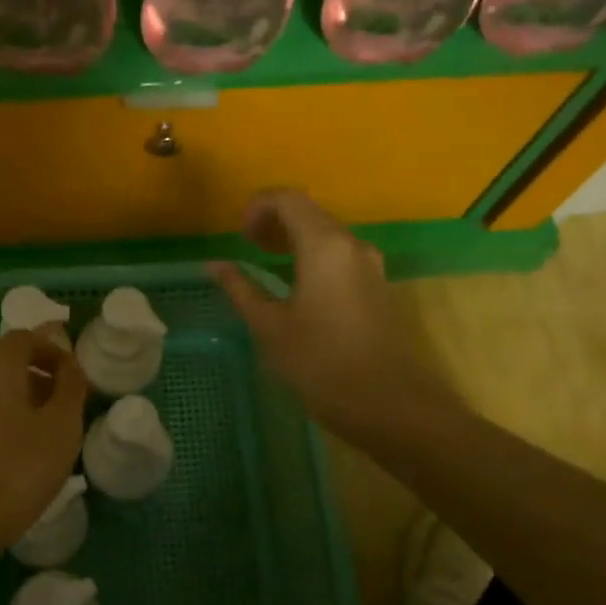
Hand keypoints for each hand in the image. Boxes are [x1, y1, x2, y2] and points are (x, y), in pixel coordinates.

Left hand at [0, 330, 88, 546]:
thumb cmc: (23, 464)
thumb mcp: (62, 424)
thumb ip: (70, 387)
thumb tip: (70, 364)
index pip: (21, 338)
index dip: (49, 347)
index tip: (72, 372)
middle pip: (8, 364)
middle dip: (40, 375)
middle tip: (68, 401)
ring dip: (26, 401)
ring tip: (52, 431)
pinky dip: (9, 423)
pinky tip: (27, 454)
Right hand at [209, 191, 439, 445]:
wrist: (391, 405)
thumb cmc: (322, 363)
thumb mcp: (270, 327)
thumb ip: (240, 289)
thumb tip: (214, 265)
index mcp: (325, 246)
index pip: (289, 199)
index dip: (257, 206)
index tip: (238, 235)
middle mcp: (352, 245)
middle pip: (310, 213)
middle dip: (274, 221)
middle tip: (247, 246)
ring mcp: (371, 266)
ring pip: (327, 234)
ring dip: (293, 238)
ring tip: (266, 262)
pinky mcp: (378, 287)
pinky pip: (340, 255)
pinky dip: (312, 256)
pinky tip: (296, 286)